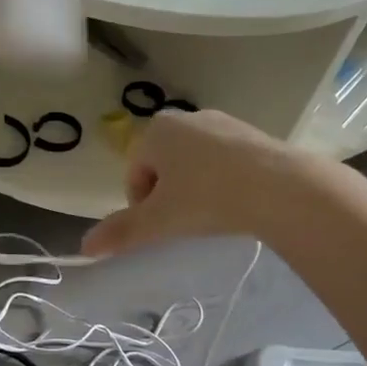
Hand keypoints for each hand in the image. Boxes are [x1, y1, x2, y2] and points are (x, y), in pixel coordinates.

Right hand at [82, 109, 315, 256]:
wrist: (282, 188)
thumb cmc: (208, 198)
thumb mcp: (158, 220)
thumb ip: (121, 232)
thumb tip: (84, 247)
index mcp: (155, 131)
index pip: (135, 174)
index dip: (142, 205)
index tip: (162, 226)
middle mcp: (185, 118)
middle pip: (163, 166)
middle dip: (169, 194)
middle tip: (186, 221)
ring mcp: (222, 122)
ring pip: (193, 163)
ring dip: (195, 188)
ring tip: (214, 213)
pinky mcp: (252, 133)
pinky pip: (224, 160)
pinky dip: (223, 180)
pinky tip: (238, 201)